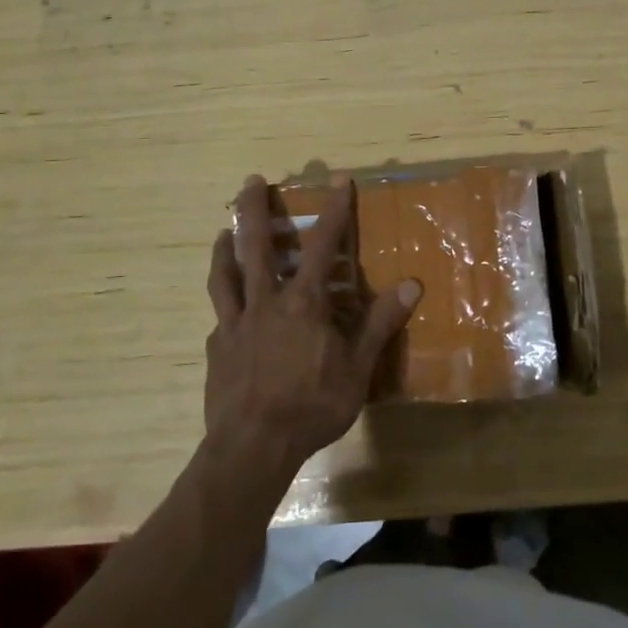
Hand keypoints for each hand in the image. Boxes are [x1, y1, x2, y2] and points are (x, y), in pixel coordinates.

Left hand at [203, 174, 420, 484]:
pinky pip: (219, 317)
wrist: (253, 447)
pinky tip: (225, 312)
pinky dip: (224, 304)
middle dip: (254, 209)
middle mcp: (265, 302)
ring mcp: (234, 324)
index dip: (333, 210)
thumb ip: (380, 323)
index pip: (322, 245)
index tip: (338, 179)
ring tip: (221, 232)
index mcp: (303, 303)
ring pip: (225, 275)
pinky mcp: (216, 349)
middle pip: (255, 246)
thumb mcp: (357, 368)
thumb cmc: (312, 406)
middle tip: (251, 180)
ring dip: (224, 249)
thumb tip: (411, 284)